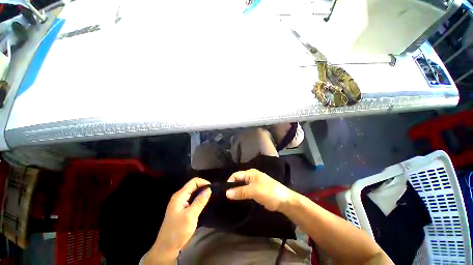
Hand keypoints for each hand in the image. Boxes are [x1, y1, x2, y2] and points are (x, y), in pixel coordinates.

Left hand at [144, 178, 210, 264]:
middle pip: (194, 186)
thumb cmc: (178, 231)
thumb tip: (209, 188)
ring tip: (210, 199)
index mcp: (180, 195)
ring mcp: (181, 202)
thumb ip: (200, 201)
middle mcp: (180, 196)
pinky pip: (193, 199)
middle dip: (204, 188)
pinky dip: (199, 199)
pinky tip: (204, 204)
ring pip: (194, 192)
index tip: (212, 190)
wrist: (167, 248)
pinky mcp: (183, 208)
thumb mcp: (190, 216)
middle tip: (212, 195)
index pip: (194, 181)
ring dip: (202, 194)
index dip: (203, 183)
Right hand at [226, 169, 293, 211]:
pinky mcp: (256, 191)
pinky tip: (237, 200)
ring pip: (241, 186)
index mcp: (250, 173)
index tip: (224, 192)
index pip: (236, 175)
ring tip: (229, 200)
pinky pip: (246, 191)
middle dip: (232, 187)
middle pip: (238, 180)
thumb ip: (240, 191)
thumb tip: (226, 193)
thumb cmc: (269, 192)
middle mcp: (251, 176)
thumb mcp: (254, 191)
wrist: (284, 201)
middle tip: (226, 197)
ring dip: (236, 192)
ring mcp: (254, 184)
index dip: (229, 182)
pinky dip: (241, 195)